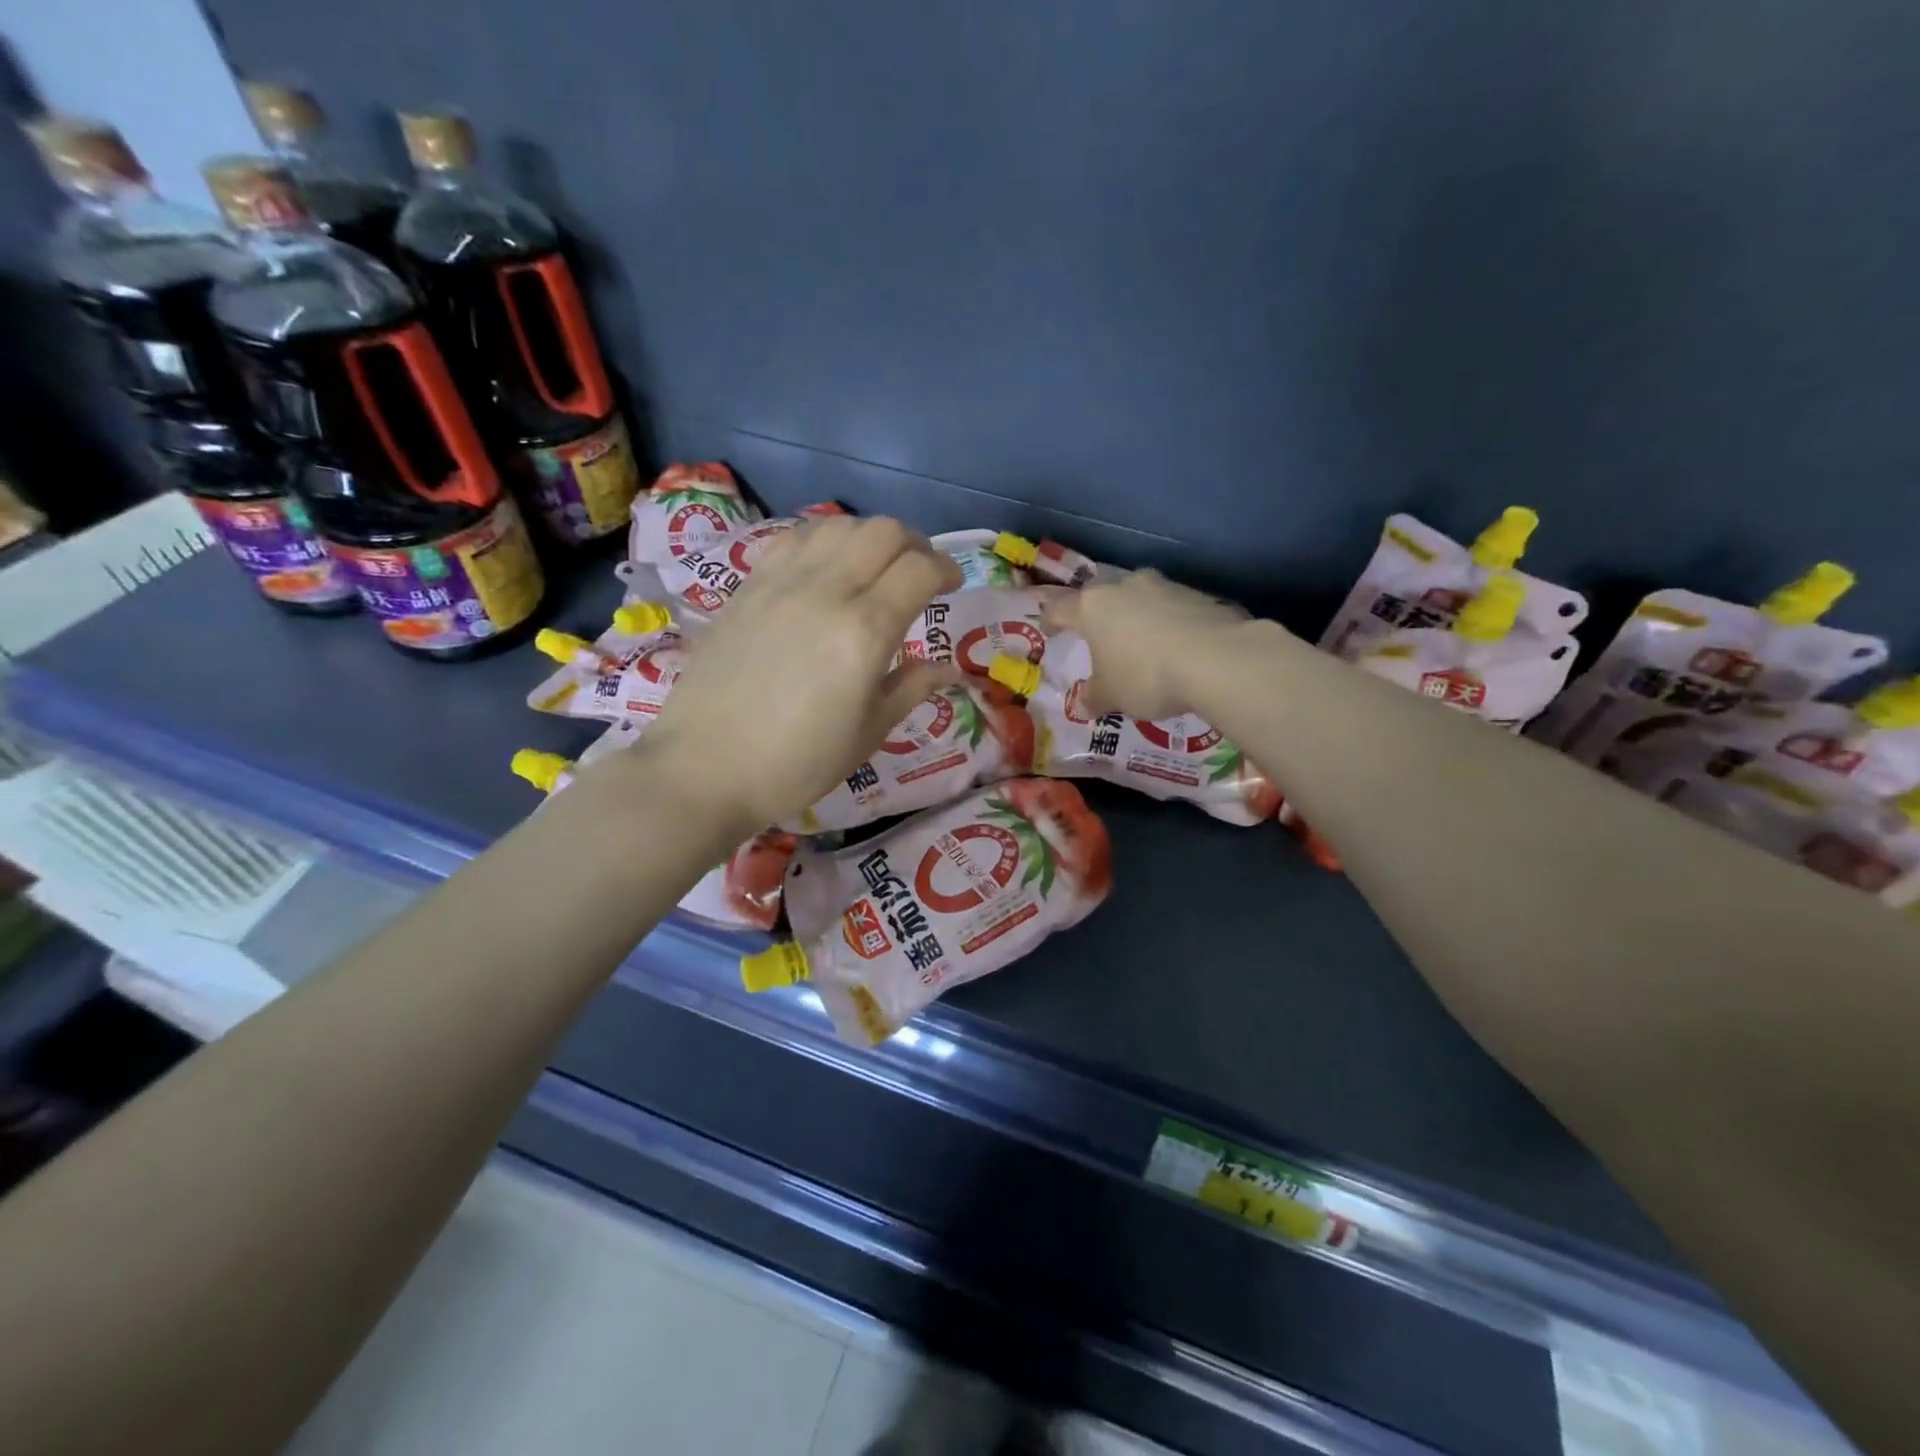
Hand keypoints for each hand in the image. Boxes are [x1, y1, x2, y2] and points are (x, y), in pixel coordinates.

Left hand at [622, 516, 962, 837]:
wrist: (705, 768)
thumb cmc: (797, 763)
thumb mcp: (868, 733)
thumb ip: (911, 688)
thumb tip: (949, 668)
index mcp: (865, 631)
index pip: (920, 569)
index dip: (947, 569)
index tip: (952, 585)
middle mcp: (826, 590)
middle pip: (883, 532)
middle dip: (914, 544)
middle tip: (919, 573)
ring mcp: (781, 582)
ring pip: (838, 525)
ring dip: (868, 538)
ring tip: (874, 567)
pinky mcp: (748, 585)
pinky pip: (794, 539)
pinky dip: (823, 540)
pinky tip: (824, 568)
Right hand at [1042, 568, 1258, 719]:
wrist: (1217, 660)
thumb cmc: (1145, 676)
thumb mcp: (1111, 696)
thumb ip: (1093, 697)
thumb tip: (1082, 704)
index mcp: (1093, 606)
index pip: (1059, 608)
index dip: (1050, 620)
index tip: (1049, 631)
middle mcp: (1125, 587)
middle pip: (1102, 595)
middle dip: (1097, 613)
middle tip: (1097, 634)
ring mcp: (1165, 586)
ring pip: (1139, 598)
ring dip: (1136, 616)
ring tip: (1140, 642)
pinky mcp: (1199, 595)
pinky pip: (1173, 608)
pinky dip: (1168, 623)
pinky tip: (1176, 646)